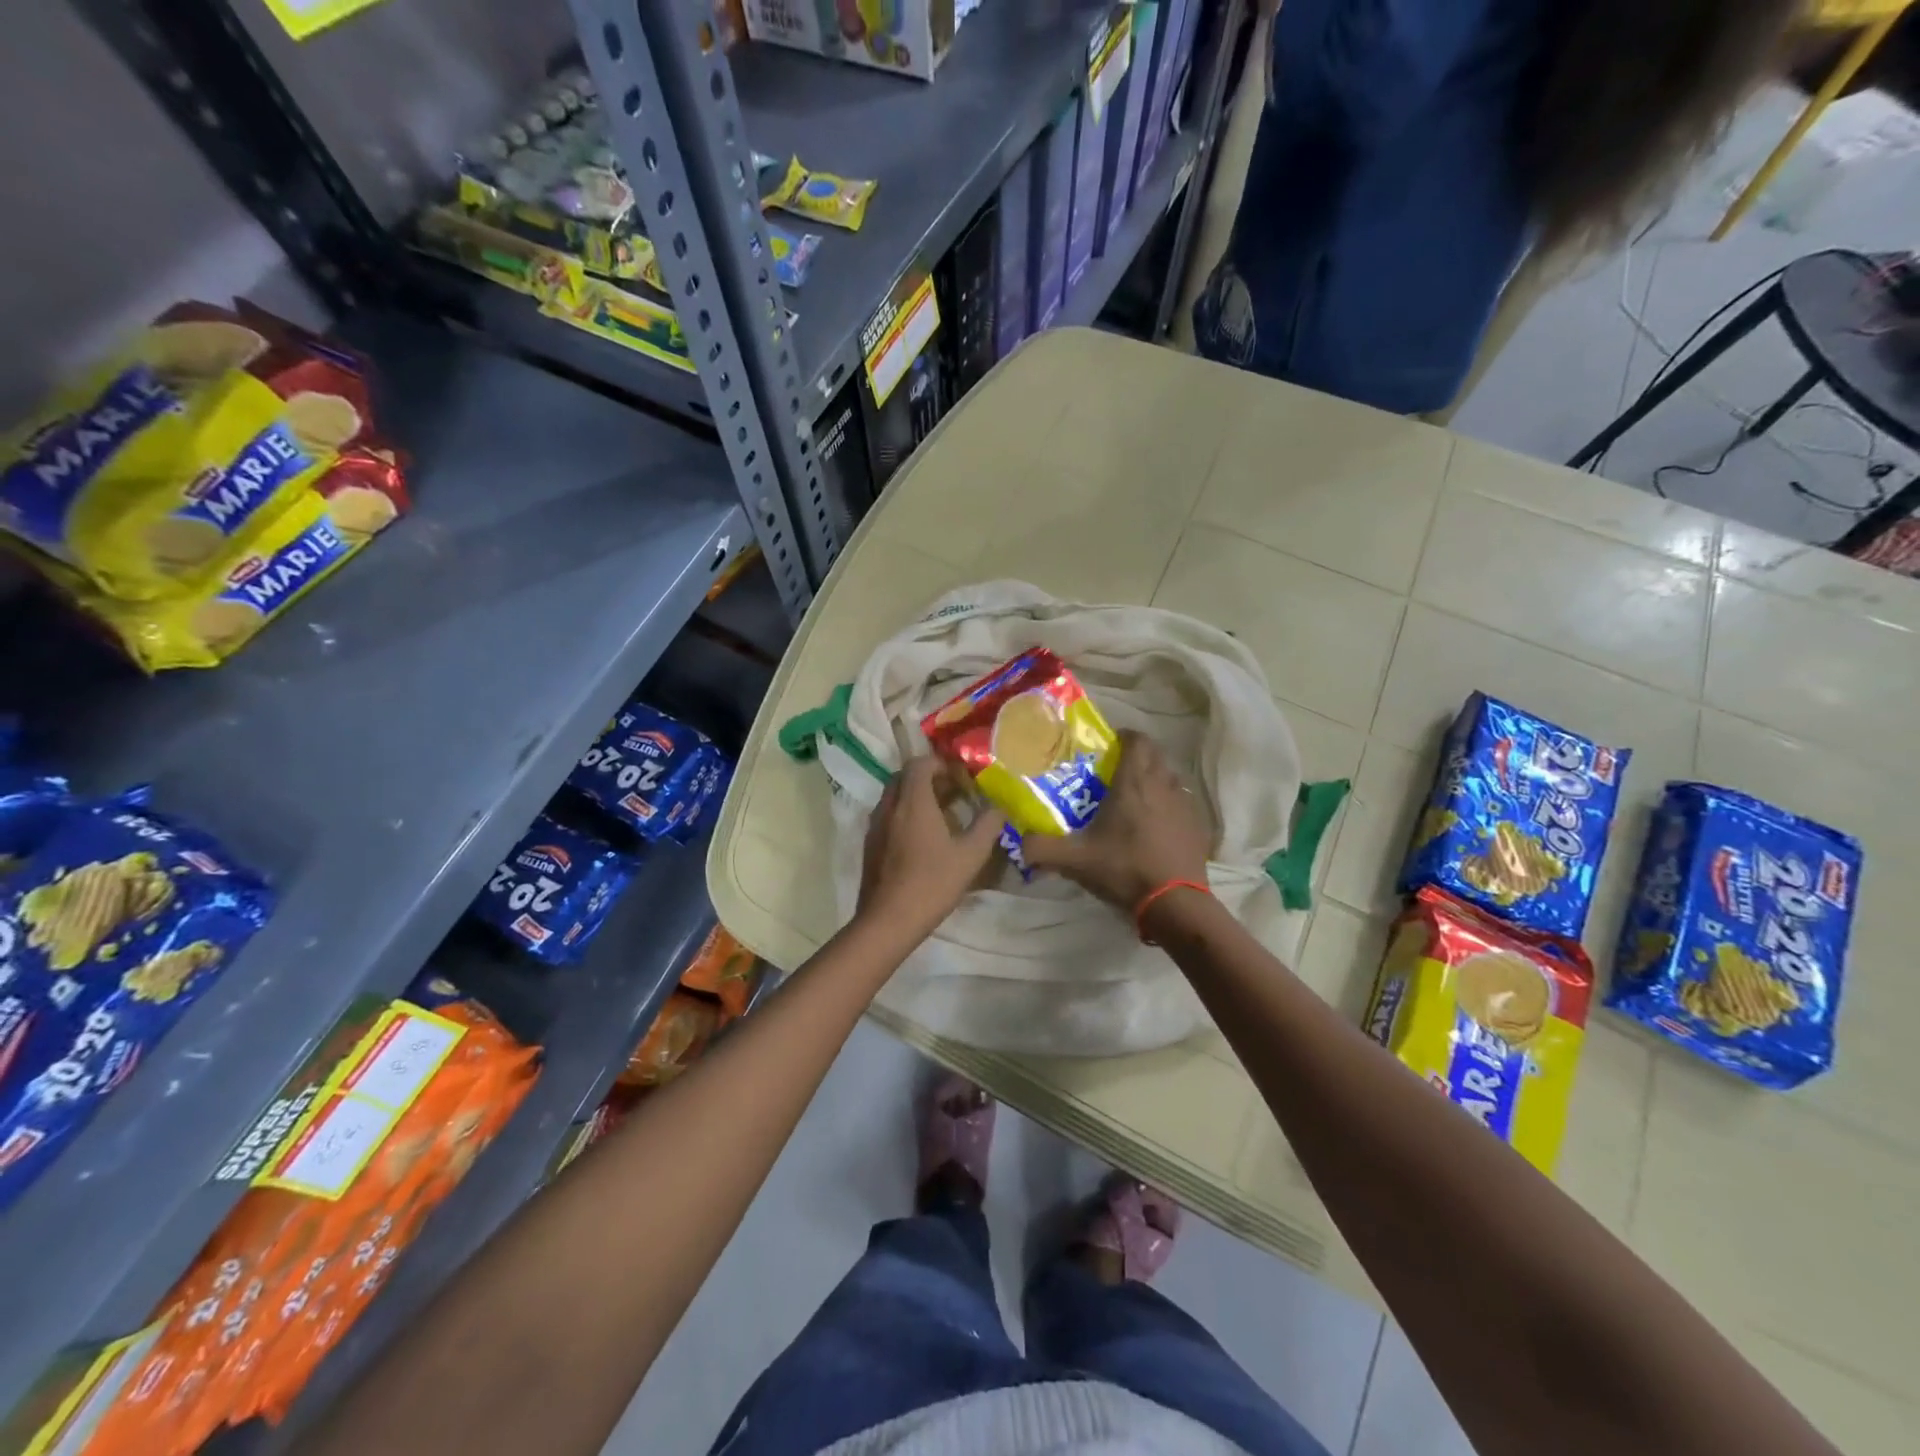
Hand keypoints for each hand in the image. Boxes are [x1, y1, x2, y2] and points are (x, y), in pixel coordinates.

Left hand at [855, 758, 1006, 943]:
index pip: (919, 763)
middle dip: (930, 778)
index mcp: (912, 801)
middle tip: (955, 793)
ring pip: (895, 796)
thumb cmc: (932, 883)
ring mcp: (875, 825)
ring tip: (944, 815)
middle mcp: (889, 806)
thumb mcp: (970, 855)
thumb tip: (1000, 807)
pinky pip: (889, 815)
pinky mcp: (870, 844)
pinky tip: (925, 839)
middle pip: (905, 776)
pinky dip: (906, 814)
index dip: (941, 764)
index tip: (961, 778)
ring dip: (917, 797)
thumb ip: (988, 825)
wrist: (888, 920)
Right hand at [1021, 730, 1210, 913]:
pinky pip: (1182, 802)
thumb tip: (1020, 844)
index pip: (1137, 740)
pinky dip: (1169, 804)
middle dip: (1137, 755)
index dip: (1123, 736)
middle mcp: (1163, 784)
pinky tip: (1156, 824)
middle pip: (1154, 754)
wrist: (1174, 902)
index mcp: (1134, 782)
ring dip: (1154, 778)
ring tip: (1135, 796)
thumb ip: (1042, 848)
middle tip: (1116, 770)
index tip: (1108, 744)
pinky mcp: (1198, 825)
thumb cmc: (1124, 868)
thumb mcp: (1075, 860)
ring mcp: (1185, 804)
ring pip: (1170, 777)